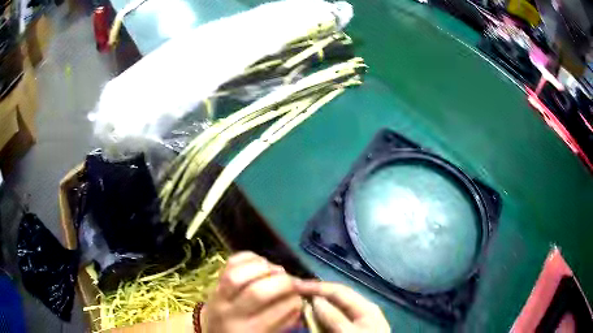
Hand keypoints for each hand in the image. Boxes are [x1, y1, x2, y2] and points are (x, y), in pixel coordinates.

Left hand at [201, 252, 302, 332]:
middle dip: (282, 282)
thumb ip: (285, 320)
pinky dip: (250, 257)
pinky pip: (231, 262)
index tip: (300, 297)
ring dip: (265, 268)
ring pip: (239, 275)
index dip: (295, 300)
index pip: (278, 310)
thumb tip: (300, 299)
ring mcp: (219, 295)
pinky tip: (261, 263)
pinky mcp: (215, 281)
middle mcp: (232, 313)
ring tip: (277, 271)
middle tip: (293, 282)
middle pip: (257, 292)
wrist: (211, 330)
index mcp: (250, 331)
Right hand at [295, 280, 389, 332]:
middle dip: (316, 294)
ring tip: (298, 303)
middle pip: (336, 297)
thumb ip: (335, 317)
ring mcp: (354, 320)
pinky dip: (319, 317)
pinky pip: (331, 319)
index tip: (295, 285)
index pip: (339, 290)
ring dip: (315, 305)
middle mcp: (360, 310)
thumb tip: (316, 299)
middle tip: (294, 292)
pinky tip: (309, 317)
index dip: (317, 286)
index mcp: (366, 307)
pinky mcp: (346, 329)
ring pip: (332, 308)